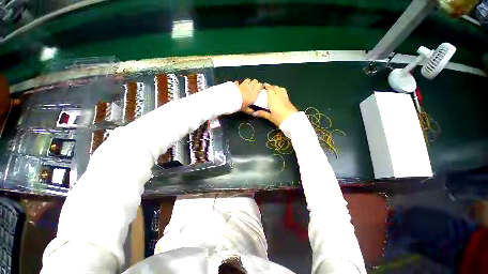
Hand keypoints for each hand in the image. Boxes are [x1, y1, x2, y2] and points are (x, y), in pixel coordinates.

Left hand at [234, 79, 262, 113]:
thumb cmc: (240, 105)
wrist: (230, 100)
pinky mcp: (236, 84)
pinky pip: (239, 82)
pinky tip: (238, 86)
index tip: (260, 89)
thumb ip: (250, 110)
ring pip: (248, 79)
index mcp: (254, 93)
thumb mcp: (246, 110)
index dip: (260, 86)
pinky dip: (239, 83)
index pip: (260, 85)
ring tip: (247, 86)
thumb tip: (253, 112)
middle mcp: (249, 87)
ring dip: (248, 82)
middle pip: (255, 81)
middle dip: (255, 83)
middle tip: (254, 87)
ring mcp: (243, 84)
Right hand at [253, 84, 297, 125]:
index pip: (270, 89)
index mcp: (273, 98)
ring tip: (275, 91)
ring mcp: (285, 97)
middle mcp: (279, 96)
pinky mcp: (289, 100)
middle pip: (276, 87)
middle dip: (272, 87)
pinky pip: (284, 93)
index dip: (267, 86)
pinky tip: (280, 97)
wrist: (291, 120)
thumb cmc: (279, 118)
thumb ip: (262, 114)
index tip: (264, 85)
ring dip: (277, 88)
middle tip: (268, 89)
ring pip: (281, 89)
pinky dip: (281, 92)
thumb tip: (254, 113)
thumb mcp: (270, 117)